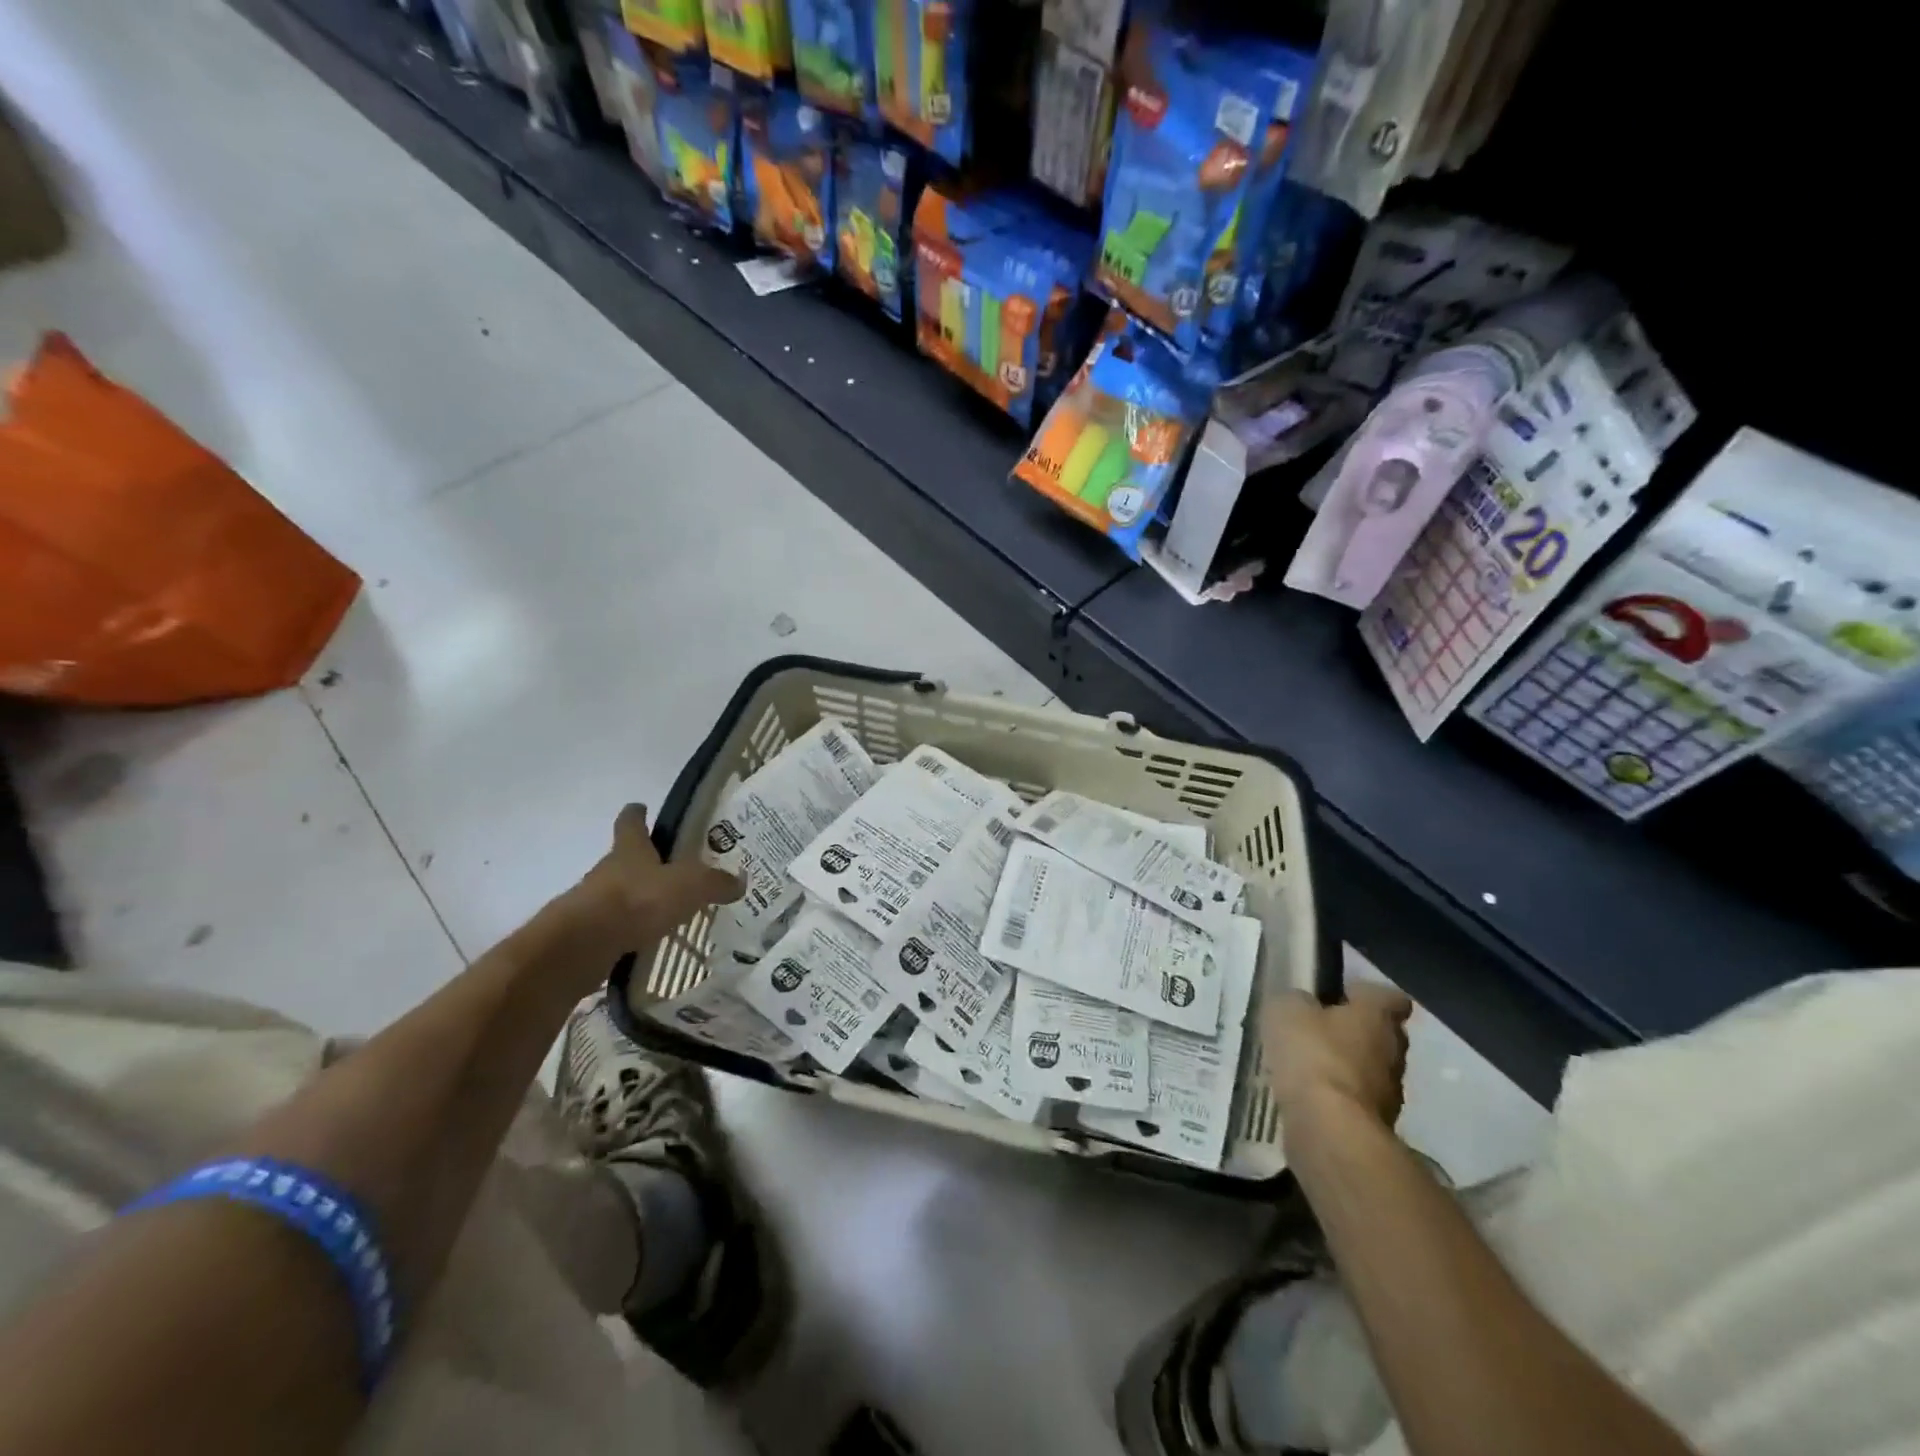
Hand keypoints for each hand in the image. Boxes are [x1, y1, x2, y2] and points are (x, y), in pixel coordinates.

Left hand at [540, 804, 742, 993]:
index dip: (637, 813)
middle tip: (675, 870)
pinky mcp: (589, 934)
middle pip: (626, 858)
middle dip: (646, 862)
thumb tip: (740, 881)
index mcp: (630, 849)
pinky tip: (651, 940)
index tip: (641, 807)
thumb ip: (716, 883)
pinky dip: (632, 930)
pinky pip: (616, 927)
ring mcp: (594, 902)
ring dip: (639, 899)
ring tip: (667, 910)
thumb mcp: (690, 886)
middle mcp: (608, 870)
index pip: (631, 822)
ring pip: (621, 893)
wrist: (583, 945)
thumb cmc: (638, 900)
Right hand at [1264, 983, 1412, 1136]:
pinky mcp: (1375, 1125)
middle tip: (1316, 1030)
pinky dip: (1336, 1097)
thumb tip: (1302, 1005)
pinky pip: (1355, 1100)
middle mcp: (1393, 1051)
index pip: (1389, 997)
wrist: (1330, 1130)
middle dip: (1352, 1031)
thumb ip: (1296, 1002)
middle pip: (1380, 1033)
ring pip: (1369, 1069)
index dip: (1364, 994)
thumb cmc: (1312, 1055)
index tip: (1339, 995)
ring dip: (1345, 1067)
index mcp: (1378, 1017)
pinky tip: (1308, 1096)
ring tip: (1307, 1067)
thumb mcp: (1287, 1011)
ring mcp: (1389, 1093)